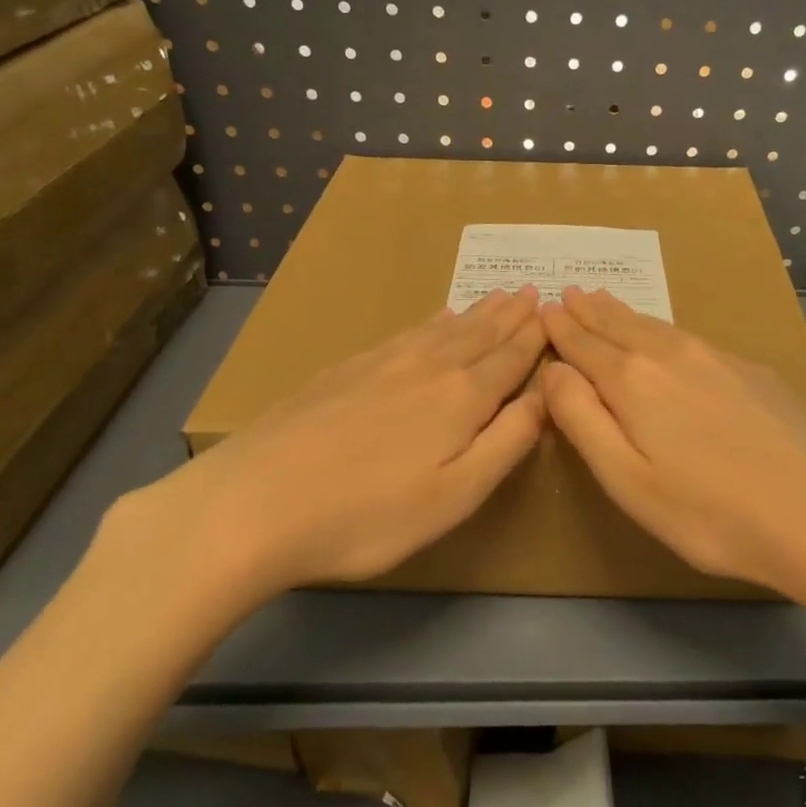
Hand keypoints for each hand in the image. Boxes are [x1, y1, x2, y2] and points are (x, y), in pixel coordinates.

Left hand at [89, 288, 547, 638]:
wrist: (252, 503)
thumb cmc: (367, 515)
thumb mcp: (455, 495)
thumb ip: (507, 442)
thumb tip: (545, 396)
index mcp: (460, 398)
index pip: (509, 359)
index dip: (534, 338)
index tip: (553, 313)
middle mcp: (426, 367)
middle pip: (478, 335)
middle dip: (509, 316)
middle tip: (531, 292)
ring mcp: (380, 364)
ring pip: (441, 330)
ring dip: (475, 313)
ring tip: (495, 297)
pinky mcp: (343, 370)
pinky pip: (405, 333)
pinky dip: (430, 322)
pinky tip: (432, 319)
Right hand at [539, 288, 805, 607]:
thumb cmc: (711, 514)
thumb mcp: (627, 481)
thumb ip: (583, 420)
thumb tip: (554, 370)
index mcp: (634, 381)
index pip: (585, 345)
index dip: (561, 329)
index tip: (544, 309)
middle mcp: (674, 355)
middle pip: (621, 326)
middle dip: (590, 311)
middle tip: (569, 293)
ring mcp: (720, 358)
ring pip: (658, 327)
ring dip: (625, 314)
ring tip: (605, 302)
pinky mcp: (754, 371)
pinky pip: (692, 338)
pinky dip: (664, 330)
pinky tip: (667, 336)